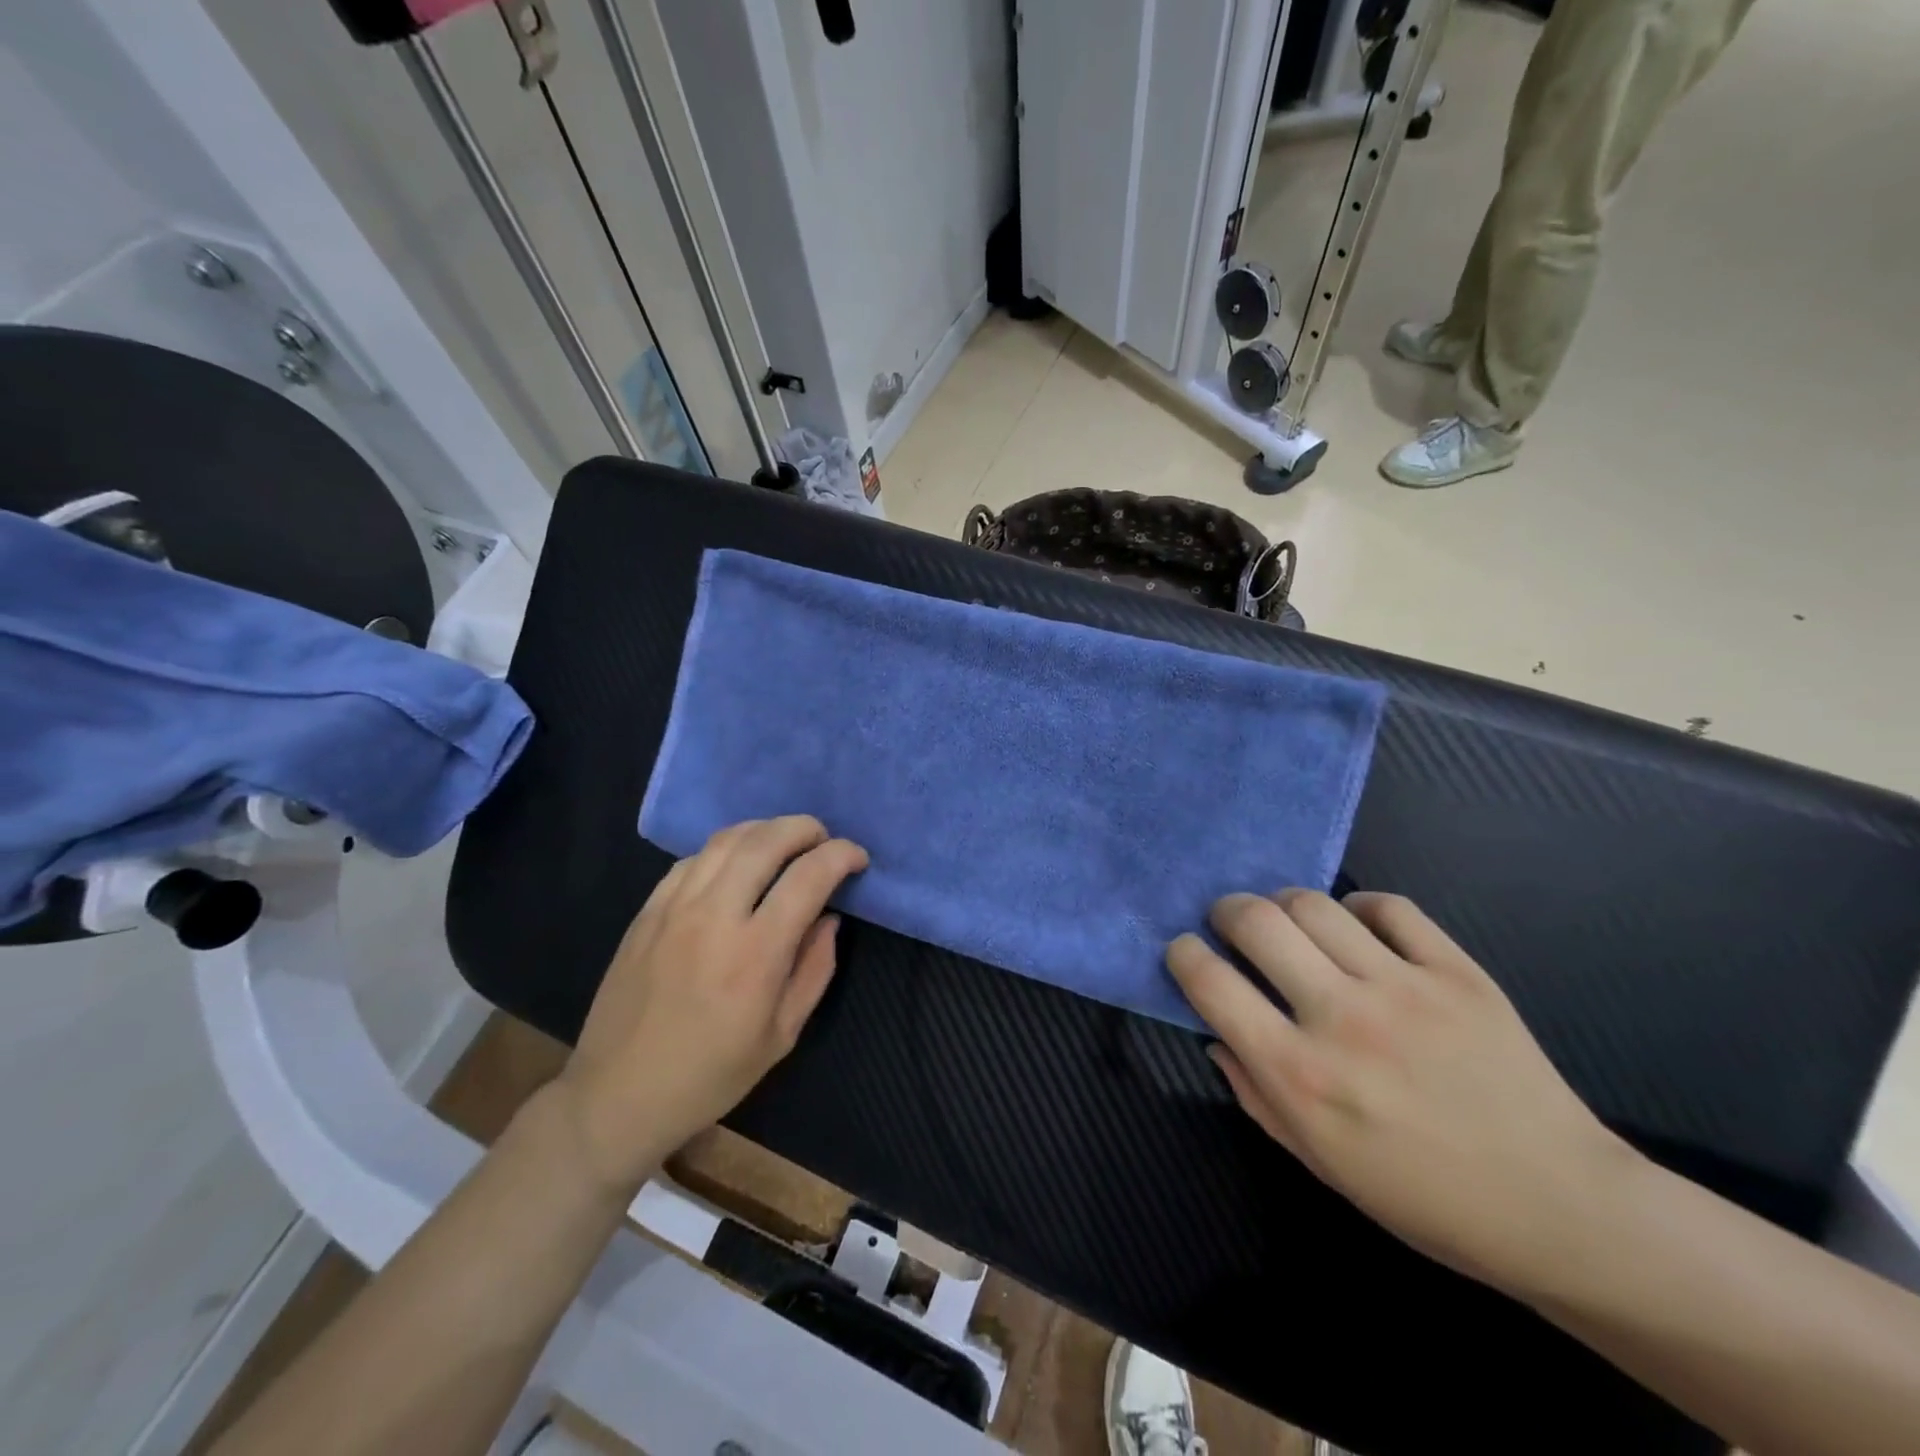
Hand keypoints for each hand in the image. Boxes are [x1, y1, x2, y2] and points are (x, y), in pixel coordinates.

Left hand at [552, 816, 867, 1198]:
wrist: (619, 1094)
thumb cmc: (712, 1074)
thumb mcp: (782, 1035)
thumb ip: (815, 969)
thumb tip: (829, 918)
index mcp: (756, 953)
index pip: (809, 876)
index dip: (842, 855)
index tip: (858, 859)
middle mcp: (715, 916)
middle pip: (767, 841)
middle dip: (806, 828)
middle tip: (824, 840)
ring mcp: (674, 908)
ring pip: (727, 840)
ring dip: (766, 829)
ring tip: (786, 841)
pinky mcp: (647, 911)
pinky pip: (692, 859)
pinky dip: (725, 849)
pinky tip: (736, 863)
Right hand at [1167, 889, 1639, 1296]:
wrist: (1560, 1210)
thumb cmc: (1423, 1198)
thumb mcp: (1317, 1161)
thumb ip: (1253, 1092)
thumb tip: (1216, 1032)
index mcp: (1298, 1075)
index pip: (1209, 982)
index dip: (1183, 954)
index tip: (1186, 952)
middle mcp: (1341, 1019)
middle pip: (1256, 921)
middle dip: (1226, 911)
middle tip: (1232, 924)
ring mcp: (1403, 989)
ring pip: (1314, 903)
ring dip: (1284, 904)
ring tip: (1291, 923)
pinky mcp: (1458, 972)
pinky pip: (1389, 906)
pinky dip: (1359, 906)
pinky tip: (1357, 927)